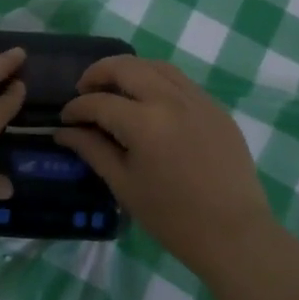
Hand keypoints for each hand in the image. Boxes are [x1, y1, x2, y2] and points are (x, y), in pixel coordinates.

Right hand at [55, 55, 279, 275]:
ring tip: (115, 88)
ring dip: (129, 70)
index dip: (76, 108)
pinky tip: (149, 101)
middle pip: (126, 67)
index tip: (65, 119)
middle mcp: (170, 99)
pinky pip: (180, 81)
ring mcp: (197, 99)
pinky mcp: (216, 107)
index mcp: (144, 122)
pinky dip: (157, 80)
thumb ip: (92, 150)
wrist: (234, 233)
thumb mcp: (124, 185)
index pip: (99, 102)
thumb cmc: (172, 217)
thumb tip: (64, 131)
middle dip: (98, 74)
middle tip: (85, 91)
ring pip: (155, 66)